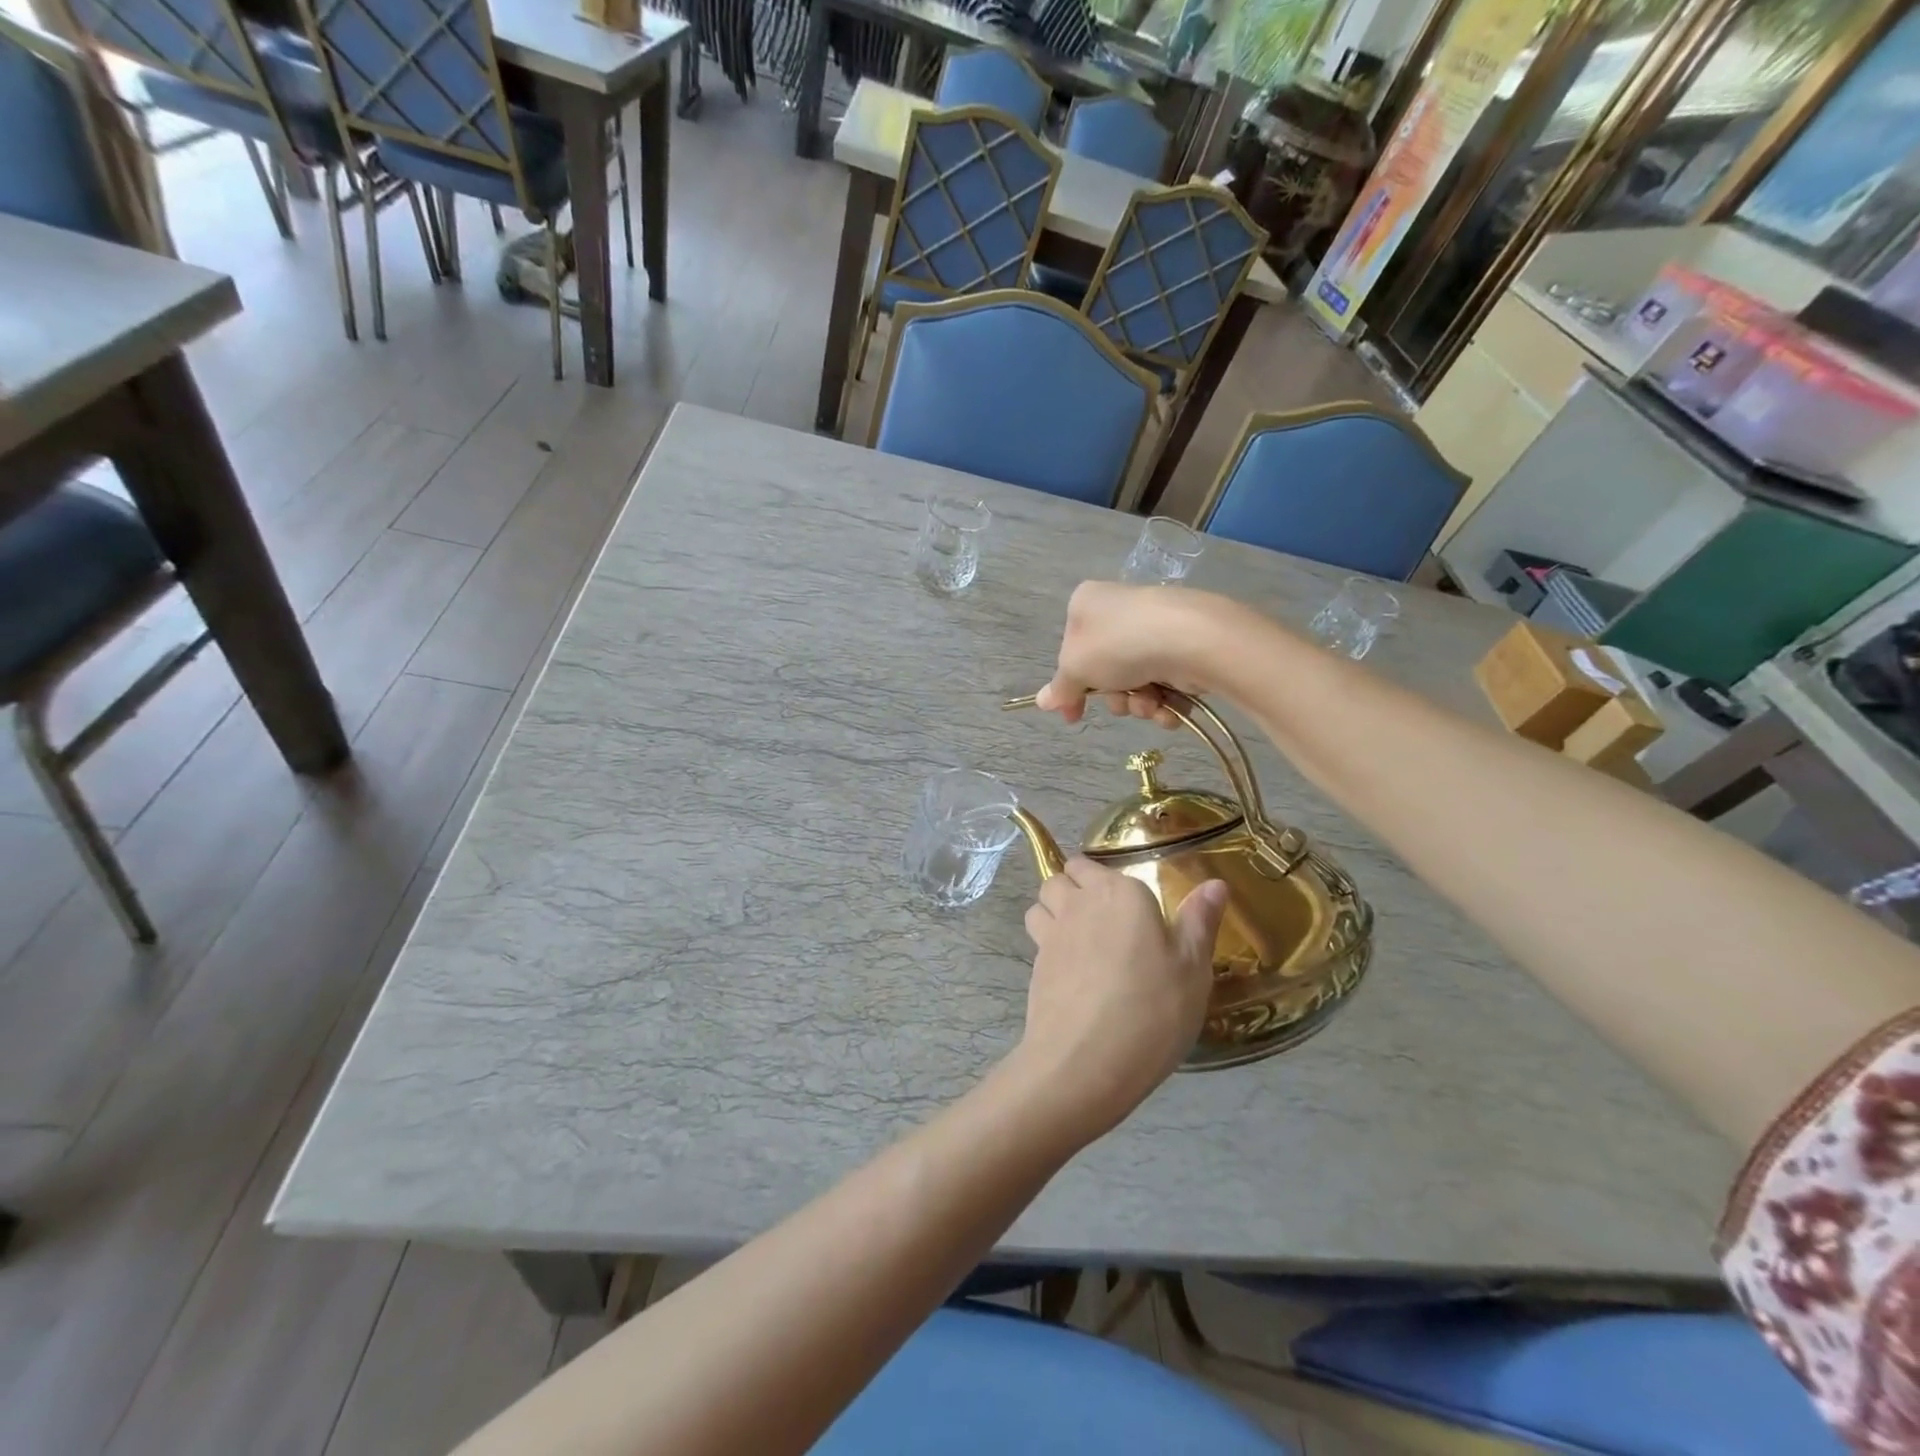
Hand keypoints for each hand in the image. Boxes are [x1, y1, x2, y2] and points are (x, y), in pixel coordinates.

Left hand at [1015, 856, 1229, 1139]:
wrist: (1086, 1060)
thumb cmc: (1152, 1009)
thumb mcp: (1192, 968)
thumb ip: (1199, 922)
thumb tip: (1214, 883)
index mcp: (1119, 893)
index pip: (1092, 863)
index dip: (1102, 878)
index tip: (1124, 902)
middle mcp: (1079, 903)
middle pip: (1061, 877)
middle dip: (1074, 886)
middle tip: (1102, 917)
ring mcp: (1051, 933)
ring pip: (1042, 902)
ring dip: (1054, 909)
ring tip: (1081, 938)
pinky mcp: (1035, 965)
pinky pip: (1037, 937)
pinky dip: (1048, 942)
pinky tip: (1072, 971)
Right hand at [1032, 582, 1229, 726]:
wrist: (1189, 638)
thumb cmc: (1118, 645)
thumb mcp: (1075, 668)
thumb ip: (1060, 688)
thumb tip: (1042, 701)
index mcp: (1086, 604)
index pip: (1070, 650)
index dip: (1072, 687)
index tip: (1073, 715)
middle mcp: (1120, 611)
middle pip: (1106, 670)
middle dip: (1115, 698)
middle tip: (1122, 702)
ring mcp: (1154, 628)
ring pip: (1137, 682)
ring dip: (1141, 704)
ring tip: (1151, 703)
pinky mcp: (1185, 646)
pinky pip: (1166, 683)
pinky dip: (1166, 703)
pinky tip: (1170, 708)